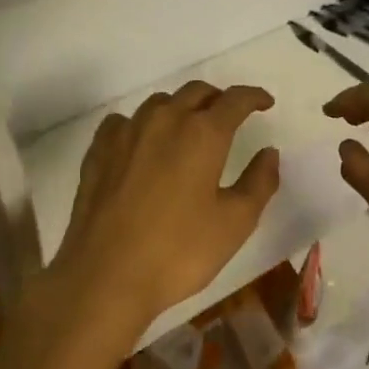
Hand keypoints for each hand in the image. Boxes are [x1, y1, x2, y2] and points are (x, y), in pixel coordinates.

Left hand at [52, 81, 279, 333]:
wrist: (105, 276)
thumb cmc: (178, 252)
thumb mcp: (235, 223)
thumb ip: (259, 182)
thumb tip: (269, 152)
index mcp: (203, 133)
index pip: (235, 100)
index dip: (254, 97)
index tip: (265, 102)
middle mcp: (166, 119)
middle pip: (197, 92)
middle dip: (218, 99)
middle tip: (229, 117)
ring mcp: (128, 131)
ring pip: (161, 102)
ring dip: (181, 108)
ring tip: (188, 130)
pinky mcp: (99, 149)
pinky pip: (125, 121)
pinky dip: (142, 124)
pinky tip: (143, 144)